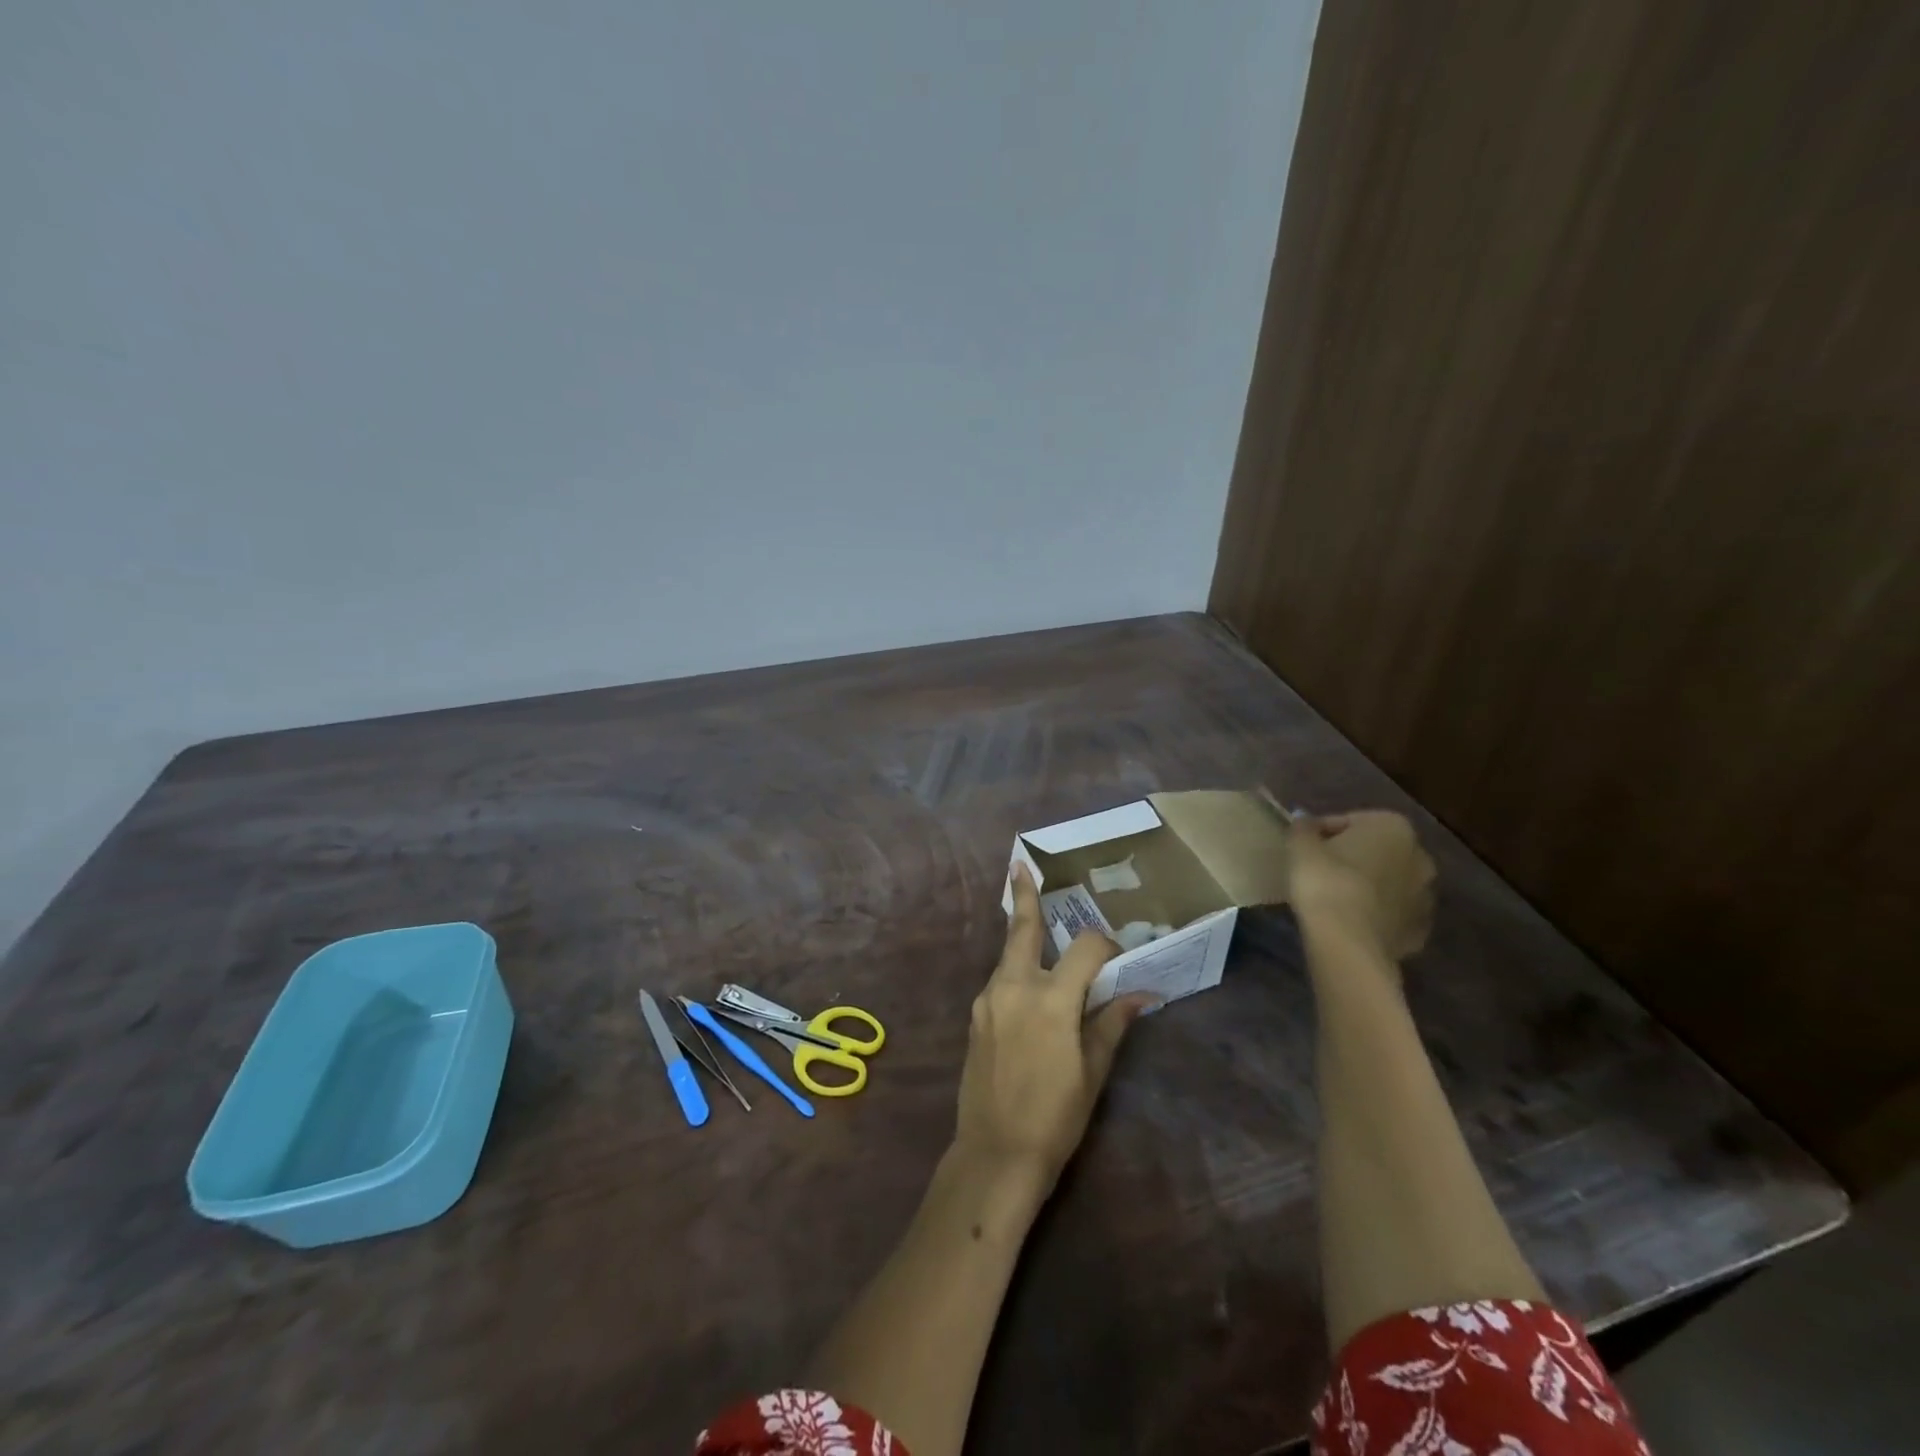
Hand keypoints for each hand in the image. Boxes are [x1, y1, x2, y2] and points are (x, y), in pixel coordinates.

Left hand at [954, 864, 1155, 1187]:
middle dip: (1024, 896)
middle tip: (1020, 865)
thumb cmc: (1054, 1116)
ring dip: (1023, 937)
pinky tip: (1028, 984)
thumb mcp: (1093, 1071)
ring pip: (1008, 955)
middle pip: (1022, 929)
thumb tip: (1143, 994)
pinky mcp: (975, 1015)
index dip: (1107, 944)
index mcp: (1051, 999)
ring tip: (1034, 920)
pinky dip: (1015, 971)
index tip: (1120, 954)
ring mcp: (988, 999)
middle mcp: (1014, 987)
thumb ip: (1112, 1023)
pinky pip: (999, 980)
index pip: (1085, 949)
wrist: (995, 1153)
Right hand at [1287, 811, 1435, 960]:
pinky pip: (1393, 914)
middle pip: (1376, 851)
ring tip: (1334, 897)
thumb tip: (1304, 820)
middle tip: (1320, 870)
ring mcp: (1426, 896)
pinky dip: (1376, 914)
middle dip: (1352, 857)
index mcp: (1393, 827)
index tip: (1303, 847)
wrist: (1348, 941)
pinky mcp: (1420, 930)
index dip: (1322, 833)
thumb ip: (1303, 828)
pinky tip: (1351, 920)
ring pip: (1388, 883)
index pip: (1349, 821)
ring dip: (1368, 885)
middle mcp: (1419, 856)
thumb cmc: (1325, 880)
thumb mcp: (1301, 846)